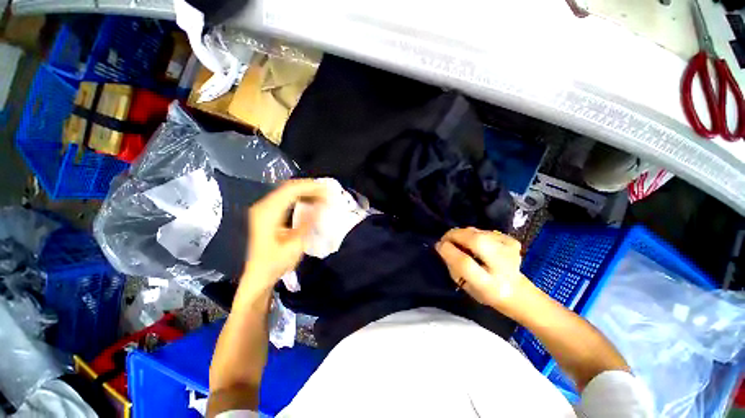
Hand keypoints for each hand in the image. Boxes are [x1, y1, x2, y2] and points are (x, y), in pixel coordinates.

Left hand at [241, 180, 326, 295]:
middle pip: (289, 187)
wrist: (257, 274)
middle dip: (310, 187)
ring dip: (306, 191)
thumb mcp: (296, 245)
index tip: (328, 190)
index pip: (292, 190)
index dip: (311, 187)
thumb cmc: (276, 263)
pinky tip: (310, 202)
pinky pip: (285, 197)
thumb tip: (321, 204)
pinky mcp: (266, 212)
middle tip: (328, 192)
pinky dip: (299, 196)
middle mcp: (264, 206)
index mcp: (269, 213)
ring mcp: (263, 208)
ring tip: (322, 197)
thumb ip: (308, 222)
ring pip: (287, 190)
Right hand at [435, 227, 530, 312]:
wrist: (517, 291)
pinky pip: (485, 231)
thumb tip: (442, 245)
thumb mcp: (464, 285)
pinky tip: (475, 244)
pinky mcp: (512, 241)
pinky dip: (475, 234)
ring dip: (463, 234)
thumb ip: (452, 265)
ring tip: (458, 241)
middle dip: (455, 235)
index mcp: (489, 285)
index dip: (449, 251)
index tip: (439, 246)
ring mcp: (510, 251)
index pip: (465, 263)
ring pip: (479, 232)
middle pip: (476, 241)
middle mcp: (503, 267)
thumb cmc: (485, 292)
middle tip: (445, 238)